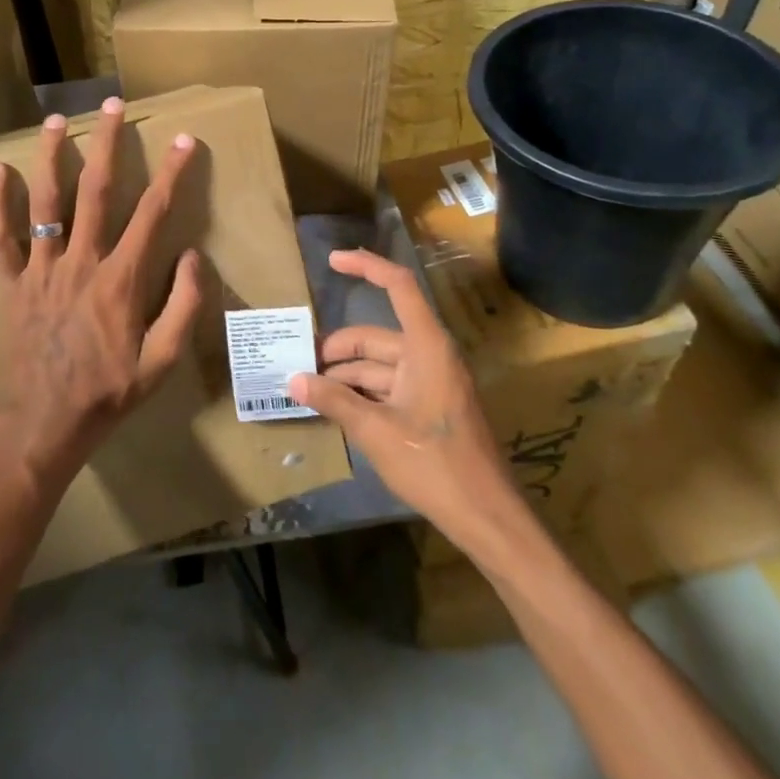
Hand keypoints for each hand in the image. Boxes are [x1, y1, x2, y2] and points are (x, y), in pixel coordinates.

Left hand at [0, 98, 203, 495]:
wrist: (43, 426)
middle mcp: (81, 262)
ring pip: (46, 202)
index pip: (153, 213)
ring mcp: (40, 270)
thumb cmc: (108, 394)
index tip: (185, 140)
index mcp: (121, 279)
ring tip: (57, 120)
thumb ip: (184, 306)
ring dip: (52, 157)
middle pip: (97, 191)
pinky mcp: (10, 284)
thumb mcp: (162, 361)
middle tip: (114, 105)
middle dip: (109, 144)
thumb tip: (194, 256)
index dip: (172, 173)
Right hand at [288, 249, 527, 556]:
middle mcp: (429, 355)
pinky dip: (362, 393)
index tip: (332, 261)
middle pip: (375, 337)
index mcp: (426, 346)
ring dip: (345, 376)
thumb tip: (293, 380)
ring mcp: (431, 381)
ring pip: (378, 365)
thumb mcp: (376, 431)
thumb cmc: (434, 464)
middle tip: (299, 367)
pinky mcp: (430, 406)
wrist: (486, 517)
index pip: (398, 286)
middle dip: (337, 350)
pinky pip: (389, 386)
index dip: (366, 266)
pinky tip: (334, 409)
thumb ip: (334, 401)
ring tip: (308, 392)